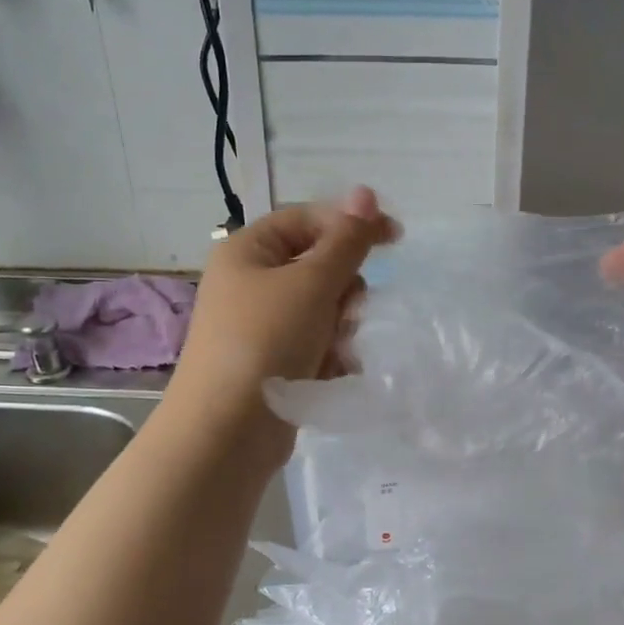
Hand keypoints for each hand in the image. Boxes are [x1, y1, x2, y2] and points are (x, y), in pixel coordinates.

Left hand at [167, 186, 397, 463]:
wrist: (226, 431)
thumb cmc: (266, 342)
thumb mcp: (312, 284)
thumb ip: (346, 241)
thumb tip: (366, 193)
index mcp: (249, 251)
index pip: (309, 220)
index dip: (352, 224)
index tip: (397, 239)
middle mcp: (251, 283)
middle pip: (320, 267)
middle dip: (344, 290)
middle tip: (347, 312)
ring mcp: (261, 325)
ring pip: (324, 309)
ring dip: (341, 328)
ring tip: (338, 351)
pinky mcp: (273, 362)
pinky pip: (316, 344)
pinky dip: (330, 355)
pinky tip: (334, 373)